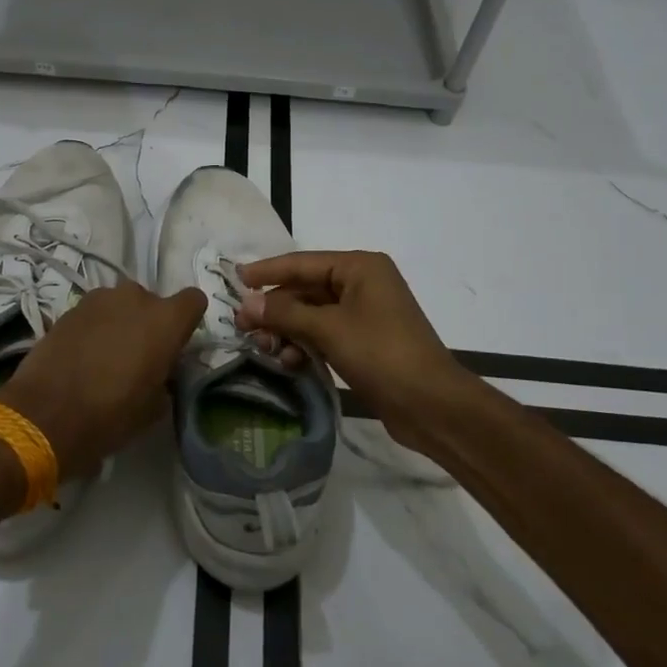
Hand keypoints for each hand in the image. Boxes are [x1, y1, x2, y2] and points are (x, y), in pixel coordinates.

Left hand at [0, 281, 205, 481]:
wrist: (44, 414)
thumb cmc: (110, 414)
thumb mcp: (153, 409)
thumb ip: (165, 380)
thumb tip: (159, 375)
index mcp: (165, 320)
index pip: (194, 300)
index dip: (187, 321)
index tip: (176, 344)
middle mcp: (135, 298)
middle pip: (153, 302)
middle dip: (149, 323)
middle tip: (139, 356)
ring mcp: (99, 299)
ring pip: (120, 304)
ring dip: (120, 322)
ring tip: (107, 356)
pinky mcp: (69, 308)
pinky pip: (94, 314)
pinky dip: (94, 328)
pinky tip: (83, 356)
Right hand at [234, 251, 464, 431]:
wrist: (431, 404)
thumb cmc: (381, 354)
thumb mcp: (328, 329)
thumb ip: (284, 313)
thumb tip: (247, 304)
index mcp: (360, 267)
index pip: (302, 262)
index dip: (267, 271)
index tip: (235, 279)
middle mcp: (362, 283)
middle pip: (305, 289)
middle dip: (275, 309)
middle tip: (242, 326)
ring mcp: (364, 314)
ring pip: (312, 314)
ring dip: (287, 330)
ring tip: (265, 349)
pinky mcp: (364, 342)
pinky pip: (324, 334)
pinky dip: (305, 345)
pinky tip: (290, 362)